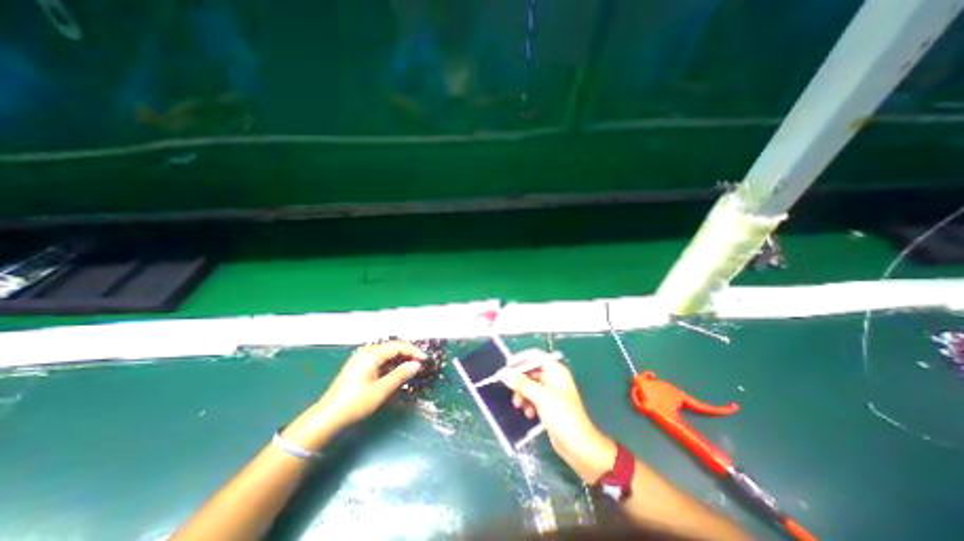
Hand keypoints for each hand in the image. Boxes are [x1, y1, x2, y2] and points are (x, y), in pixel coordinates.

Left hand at [318, 342, 423, 430]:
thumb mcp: (381, 390)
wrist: (327, 417)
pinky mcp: (360, 365)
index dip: (414, 351)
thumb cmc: (355, 403)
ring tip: (412, 367)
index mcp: (372, 354)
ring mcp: (362, 358)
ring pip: (387, 353)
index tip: (425, 360)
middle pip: (393, 347)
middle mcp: (367, 351)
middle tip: (421, 363)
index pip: (398, 346)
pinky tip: (397, 371)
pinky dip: (391, 363)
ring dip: (401, 359)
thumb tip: (417, 365)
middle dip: (408, 353)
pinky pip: (380, 359)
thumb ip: (400, 375)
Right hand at [498, 352, 617, 483]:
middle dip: (519, 381)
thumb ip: (522, 383)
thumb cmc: (563, 416)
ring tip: (519, 405)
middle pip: (531, 371)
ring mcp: (551, 392)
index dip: (521, 359)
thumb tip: (504, 373)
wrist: (579, 447)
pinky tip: (529, 414)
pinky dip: (528, 403)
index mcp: (555, 371)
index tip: (507, 366)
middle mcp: (553, 378)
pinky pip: (533, 398)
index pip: (535, 356)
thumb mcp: (541, 397)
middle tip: (508, 388)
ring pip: (530, 386)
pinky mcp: (548, 406)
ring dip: (522, 394)